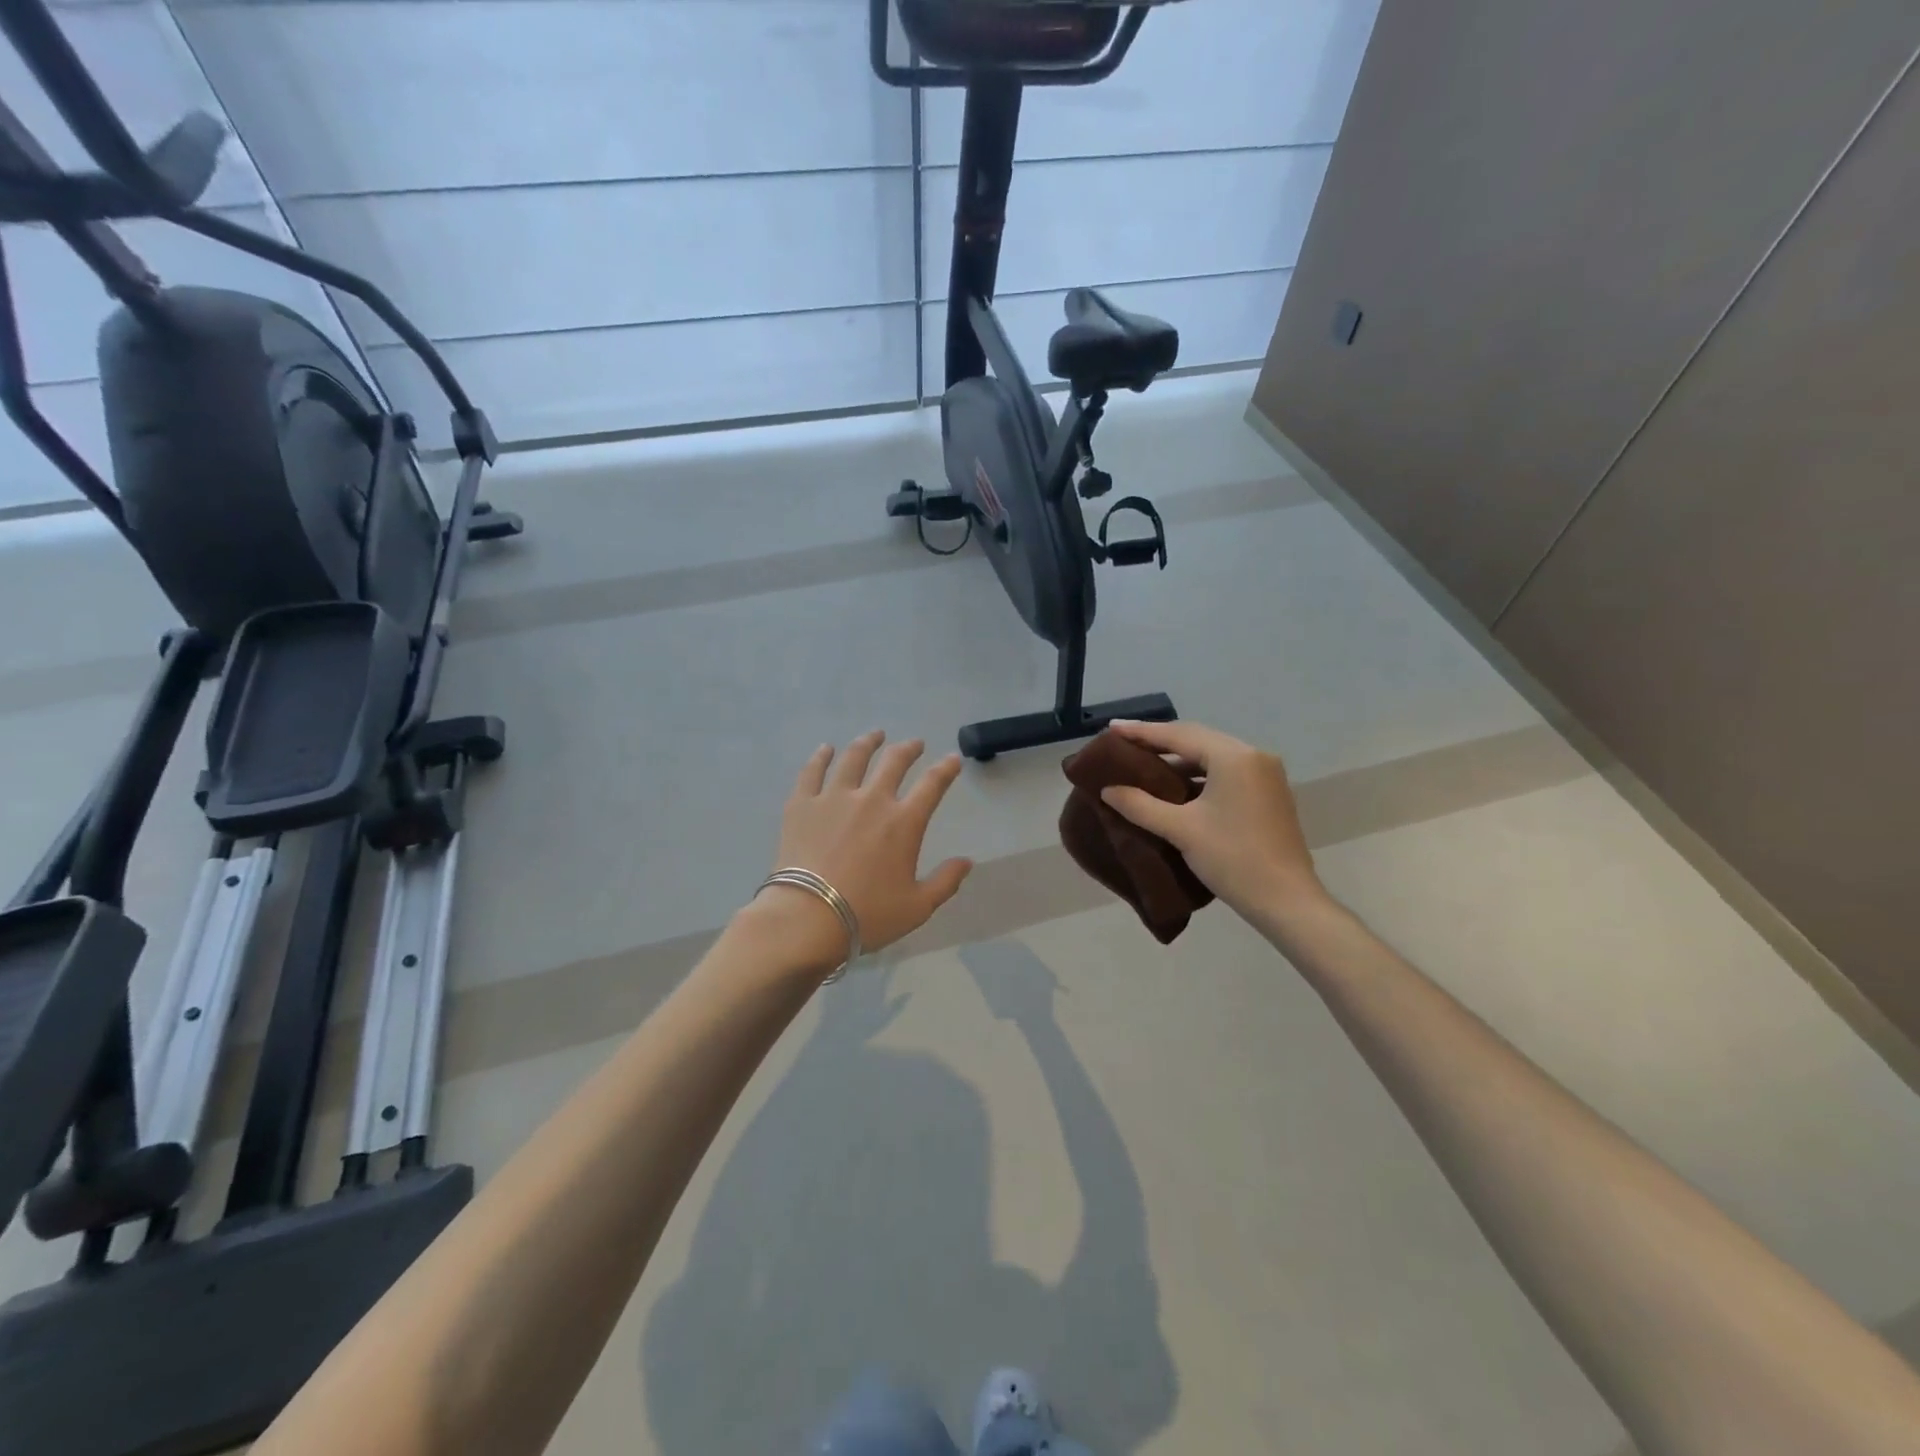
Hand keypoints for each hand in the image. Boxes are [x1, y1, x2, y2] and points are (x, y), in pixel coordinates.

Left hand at [747, 732, 973, 971]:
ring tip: (875, 736)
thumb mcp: (917, 907)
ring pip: (854, 758)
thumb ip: (945, 881)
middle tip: (914, 744)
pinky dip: (821, 757)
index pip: (932, 785)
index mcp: (903, 822)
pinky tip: (826, 749)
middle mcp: (871, 800)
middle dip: (908, 749)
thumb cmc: (868, 915)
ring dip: (868, 743)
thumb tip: (967, 861)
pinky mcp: (802, 804)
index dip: (946, 769)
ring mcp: (834, 797)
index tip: (952, 759)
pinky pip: (812, 771)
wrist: (807, 918)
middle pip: (894, 762)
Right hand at [1100, 720, 1326, 926]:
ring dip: (1179, 758)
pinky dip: (1198, 772)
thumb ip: (1140, 805)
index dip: (1142, 732)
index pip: (1179, 735)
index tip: (1111, 728)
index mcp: (1233, 757)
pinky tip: (1176, 783)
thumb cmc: (1232, 859)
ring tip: (1144, 761)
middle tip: (1124, 741)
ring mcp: (1265, 774)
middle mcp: (1253, 756)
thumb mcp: (1180, 830)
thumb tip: (1107, 790)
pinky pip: (1226, 770)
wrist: (1286, 900)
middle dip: (1160, 740)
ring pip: (1212, 755)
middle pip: (1197, 739)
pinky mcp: (1268, 792)